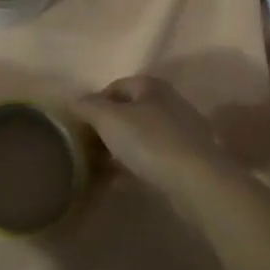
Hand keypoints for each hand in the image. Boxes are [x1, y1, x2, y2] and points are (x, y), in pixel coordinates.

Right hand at [70, 75, 231, 197]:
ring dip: (119, 150)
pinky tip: (118, 183)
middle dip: (106, 129)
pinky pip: (152, 160)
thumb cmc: (149, 141)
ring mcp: (181, 134)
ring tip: (98, 168)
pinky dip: (134, 168)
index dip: (94, 103)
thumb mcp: (108, 118)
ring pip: (140, 138)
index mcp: (152, 86)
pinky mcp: (187, 162)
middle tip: (86, 147)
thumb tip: (73, 101)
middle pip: (128, 112)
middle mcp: (169, 104)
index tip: (79, 125)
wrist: (197, 183)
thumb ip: (87, 106)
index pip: (115, 87)